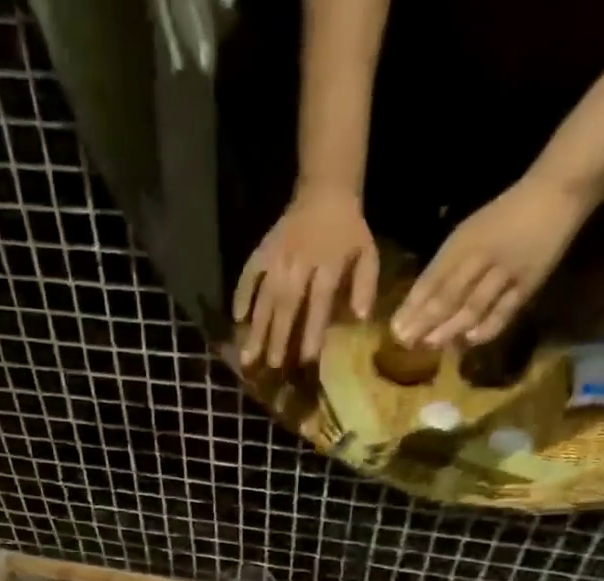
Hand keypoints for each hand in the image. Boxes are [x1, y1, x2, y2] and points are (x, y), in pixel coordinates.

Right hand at [234, 184, 380, 369]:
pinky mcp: (262, 250)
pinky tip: (237, 319)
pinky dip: (241, 294)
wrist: (325, 192)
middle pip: (287, 302)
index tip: (306, 359)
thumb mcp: (367, 253)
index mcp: (329, 262)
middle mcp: (300, 261)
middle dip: (278, 335)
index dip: (312, 330)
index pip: (319, 301)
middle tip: (272, 365)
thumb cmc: (348, 232)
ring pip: (265, 294)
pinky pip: (248, 273)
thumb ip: (365, 285)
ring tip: (248, 356)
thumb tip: (360, 318)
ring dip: (257, 326)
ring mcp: (278, 256)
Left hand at [389, 177, 589, 349]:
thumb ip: (447, 266)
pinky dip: (486, 327)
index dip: (412, 306)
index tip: (394, 329)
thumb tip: (418, 306)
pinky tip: (469, 340)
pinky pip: (504, 310)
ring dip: (449, 328)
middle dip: (424, 321)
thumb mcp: (469, 233)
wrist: (557, 192)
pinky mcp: (528, 283)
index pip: (432, 278)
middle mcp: (482, 256)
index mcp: (464, 241)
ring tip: (429, 344)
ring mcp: (506, 271)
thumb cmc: (504, 216)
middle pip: (448, 294)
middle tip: (405, 342)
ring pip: (472, 305)